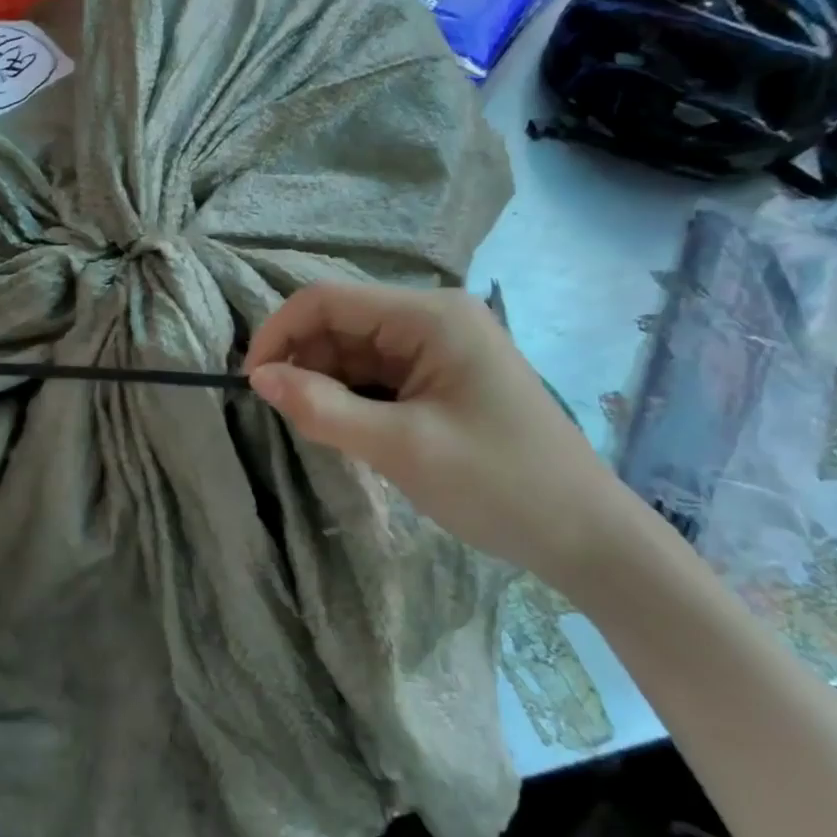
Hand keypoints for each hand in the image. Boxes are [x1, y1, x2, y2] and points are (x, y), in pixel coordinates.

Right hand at [245, 283, 637, 589]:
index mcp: (430, 316)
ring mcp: (437, 348)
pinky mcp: (439, 378)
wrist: (584, 536)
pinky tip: (351, 432)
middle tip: (290, 418)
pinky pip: (375, 376)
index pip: (328, 300)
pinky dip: (350, 399)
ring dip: (325, 386)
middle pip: (339, 324)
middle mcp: (432, 319)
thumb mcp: (399, 447)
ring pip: (353, 352)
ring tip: (324, 432)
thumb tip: (257, 378)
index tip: (252, 383)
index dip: (279, 332)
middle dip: (303, 364)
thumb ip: (322, 408)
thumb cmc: (497, 484)